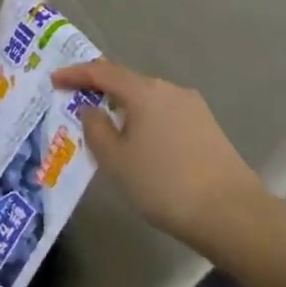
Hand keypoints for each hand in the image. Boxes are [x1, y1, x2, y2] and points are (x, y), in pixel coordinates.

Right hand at [51, 59, 269, 252]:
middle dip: (100, 90)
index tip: (54, 81)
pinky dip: (144, 121)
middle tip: (77, 103)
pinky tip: (138, 143)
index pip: (102, 72)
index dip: (75, 74)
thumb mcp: (115, 160)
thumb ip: (95, 129)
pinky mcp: (207, 128)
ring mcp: (193, 108)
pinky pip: (164, 115)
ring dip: (123, 108)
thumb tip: (92, 109)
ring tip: (106, 129)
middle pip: (127, 82)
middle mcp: (170, 91)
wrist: (232, 214)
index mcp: (144, 92)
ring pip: (148, 100)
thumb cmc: (163, 184)